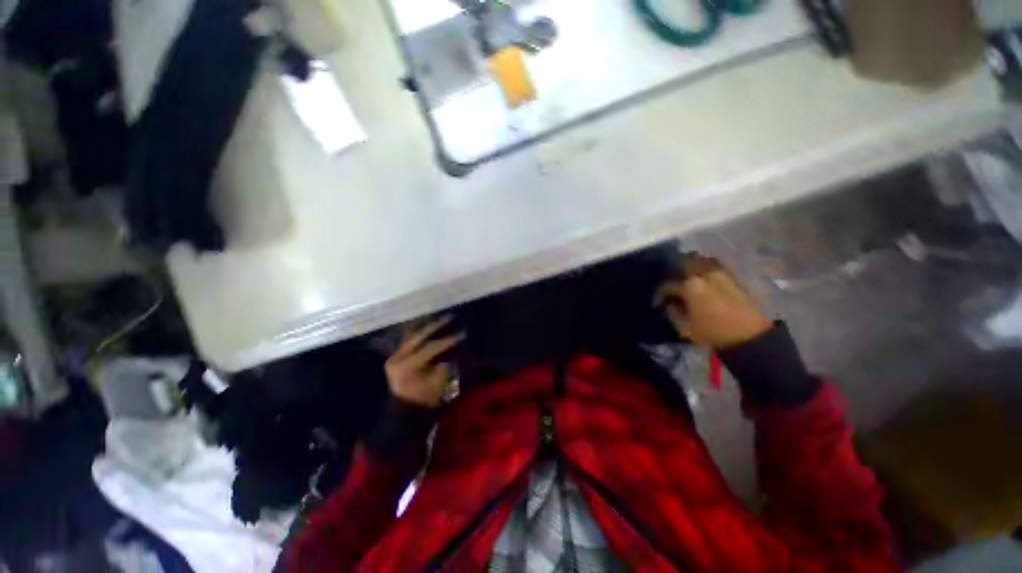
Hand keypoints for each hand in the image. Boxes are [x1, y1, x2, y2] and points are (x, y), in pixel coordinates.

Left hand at [384, 317, 464, 407]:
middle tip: (449, 317)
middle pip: (418, 336)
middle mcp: (398, 357)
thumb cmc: (425, 397)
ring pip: (410, 335)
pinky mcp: (395, 356)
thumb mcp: (438, 381)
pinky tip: (426, 324)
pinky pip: (407, 340)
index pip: (431, 347)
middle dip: (435, 326)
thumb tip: (451, 346)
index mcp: (408, 365)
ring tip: (437, 316)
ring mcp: (394, 356)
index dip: (448, 340)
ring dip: (424, 325)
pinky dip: (417, 332)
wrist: (406, 409)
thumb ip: (443, 361)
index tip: (462, 333)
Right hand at [655, 254, 771, 348]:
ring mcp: (722, 275)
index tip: (659, 301)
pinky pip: (717, 268)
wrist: (750, 337)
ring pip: (703, 262)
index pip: (668, 285)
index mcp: (689, 285)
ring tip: (689, 277)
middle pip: (686, 263)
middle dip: (676, 272)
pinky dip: (708, 270)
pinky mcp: (735, 280)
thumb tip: (670, 303)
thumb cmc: (712, 333)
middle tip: (672, 283)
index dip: (661, 293)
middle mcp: (705, 275)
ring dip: (694, 266)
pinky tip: (705, 280)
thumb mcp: (684, 327)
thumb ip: (673, 312)